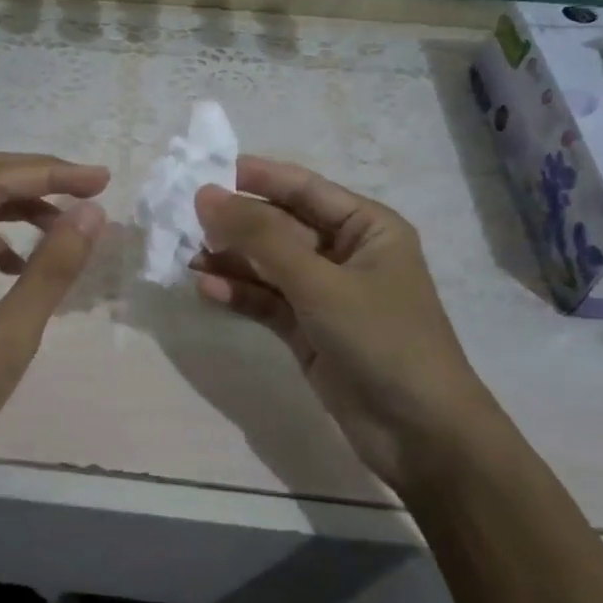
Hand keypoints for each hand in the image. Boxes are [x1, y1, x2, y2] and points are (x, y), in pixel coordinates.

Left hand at [0, 152, 109, 476]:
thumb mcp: (11, 334)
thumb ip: (51, 269)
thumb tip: (92, 214)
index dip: (50, 173)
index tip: (101, 181)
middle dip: (37, 178)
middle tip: (89, 189)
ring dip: (20, 206)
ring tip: (67, 223)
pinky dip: (0, 238)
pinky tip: (22, 264)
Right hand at [192, 157, 491, 492]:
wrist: (418, 432)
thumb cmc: (381, 339)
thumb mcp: (320, 282)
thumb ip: (261, 238)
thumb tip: (206, 196)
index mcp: (366, 227)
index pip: (304, 189)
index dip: (256, 178)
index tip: (204, 171)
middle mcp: (345, 254)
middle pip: (281, 227)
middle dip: (236, 223)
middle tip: (184, 219)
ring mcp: (326, 295)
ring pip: (269, 266)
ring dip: (231, 261)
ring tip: (186, 256)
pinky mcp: (309, 331)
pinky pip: (267, 302)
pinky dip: (240, 295)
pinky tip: (207, 289)